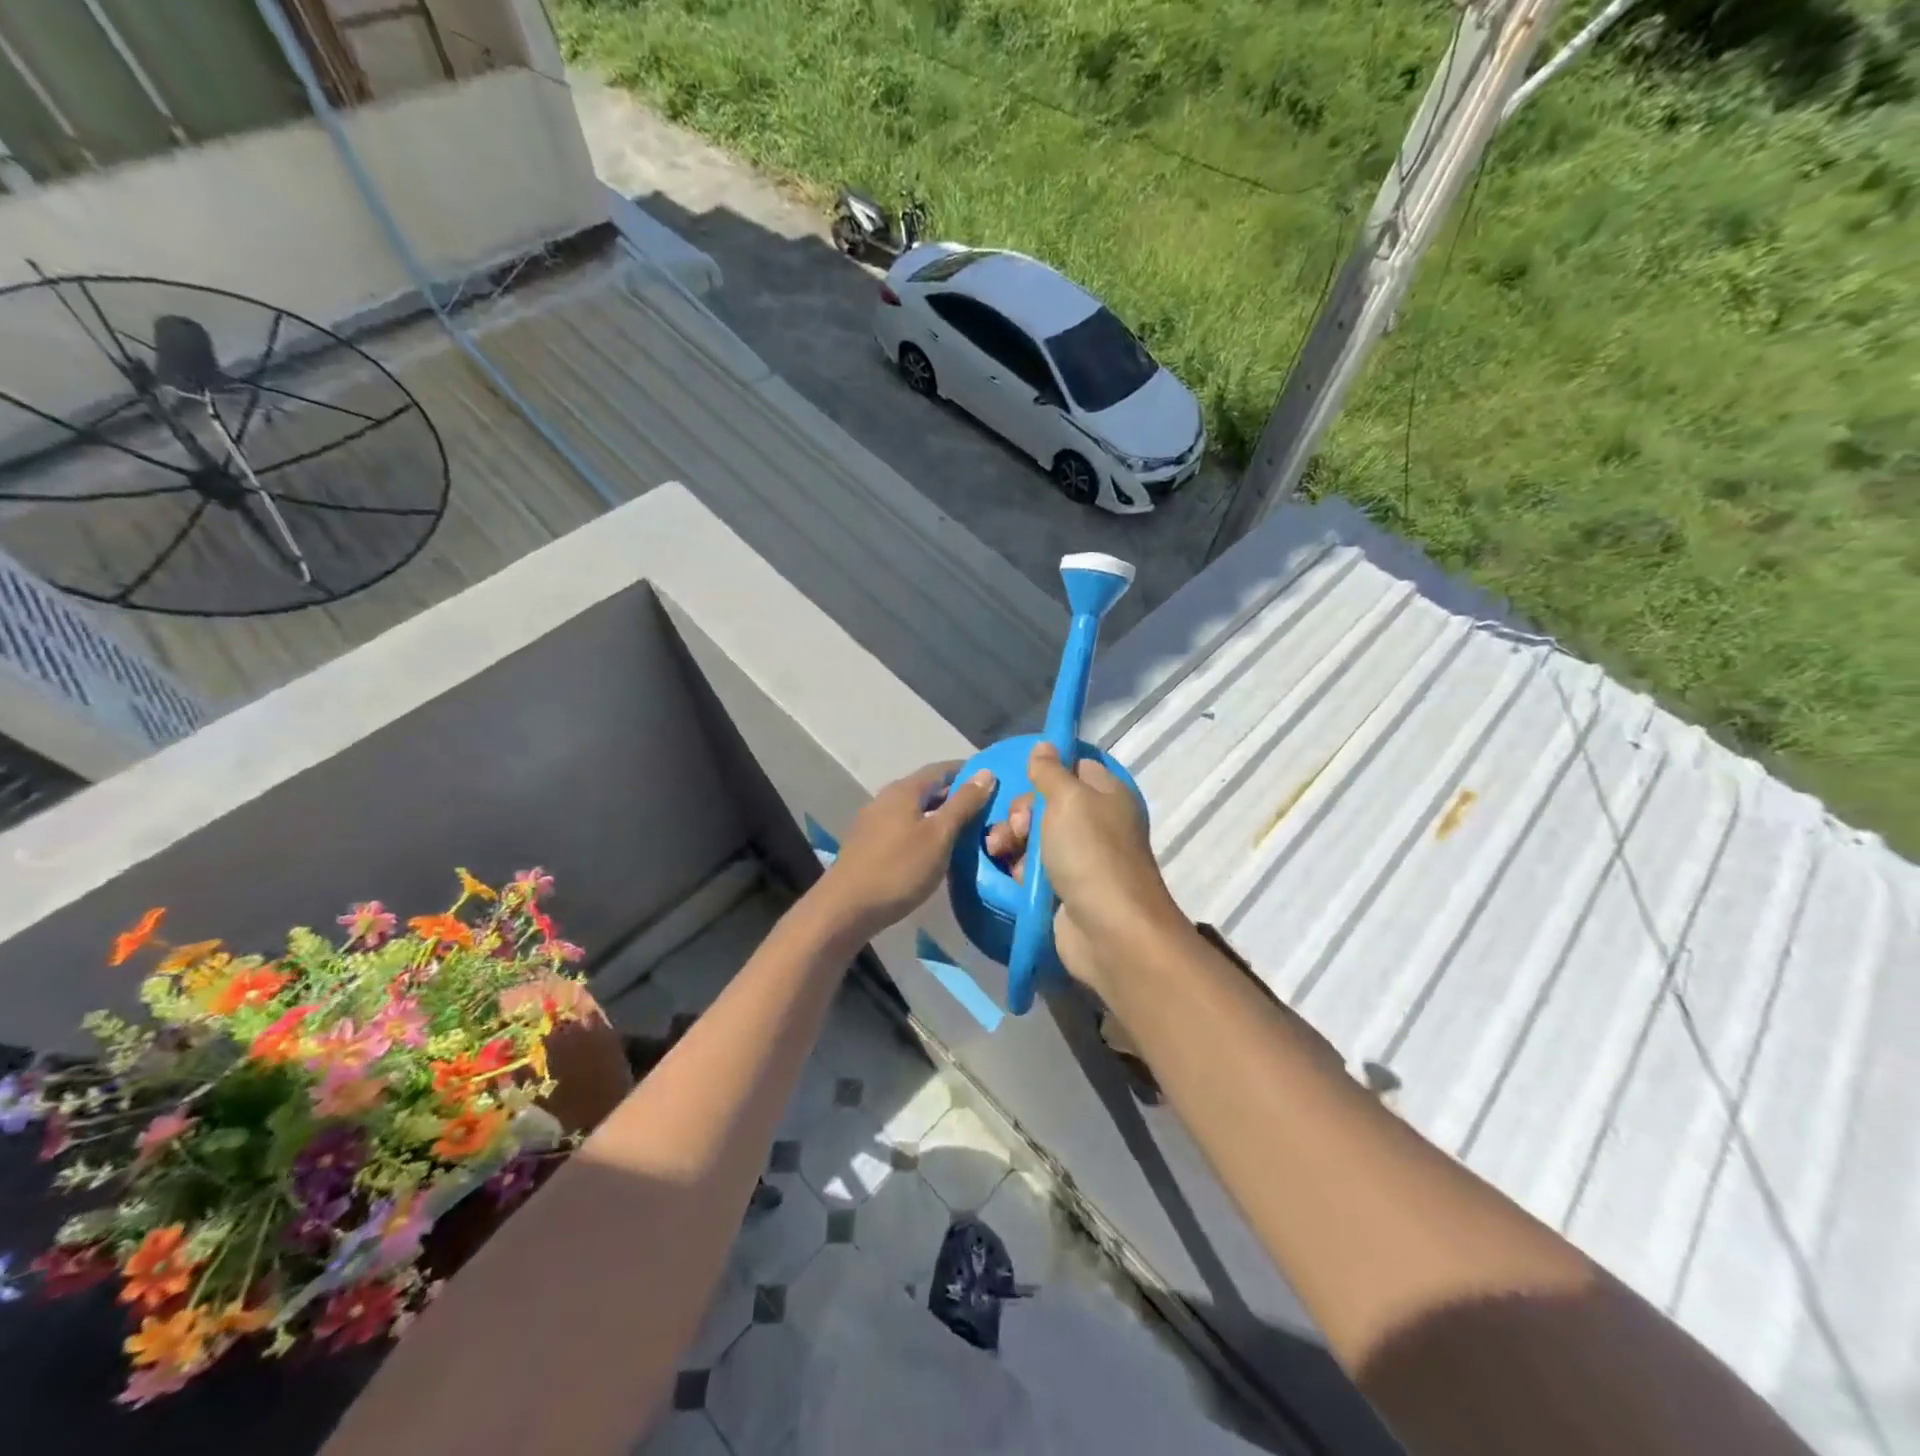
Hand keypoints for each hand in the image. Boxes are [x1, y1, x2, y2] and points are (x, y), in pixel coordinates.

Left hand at [815, 762, 997, 937]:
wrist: (846, 908)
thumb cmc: (899, 869)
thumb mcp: (939, 836)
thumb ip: (963, 804)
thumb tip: (986, 772)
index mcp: (904, 790)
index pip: (941, 769)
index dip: (967, 772)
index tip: (992, 781)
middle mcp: (885, 798)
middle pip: (926, 788)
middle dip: (954, 795)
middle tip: (984, 810)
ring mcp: (872, 821)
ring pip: (913, 809)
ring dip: (938, 815)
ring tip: (964, 830)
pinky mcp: (867, 844)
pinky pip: (902, 827)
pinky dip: (922, 830)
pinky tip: (933, 849)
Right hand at [983, 742, 1180, 993]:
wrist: (1109, 930)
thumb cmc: (1090, 853)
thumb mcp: (1067, 799)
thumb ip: (1050, 771)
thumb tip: (1045, 745)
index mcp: (1106, 794)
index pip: (1074, 767)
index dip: (1047, 770)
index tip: (1024, 779)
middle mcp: (1096, 822)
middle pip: (1047, 803)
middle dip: (1021, 812)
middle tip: (1016, 828)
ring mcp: (1080, 858)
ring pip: (1035, 836)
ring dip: (1013, 840)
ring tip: (999, 851)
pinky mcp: (1064, 889)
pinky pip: (1034, 869)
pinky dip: (1020, 869)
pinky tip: (1011, 874)